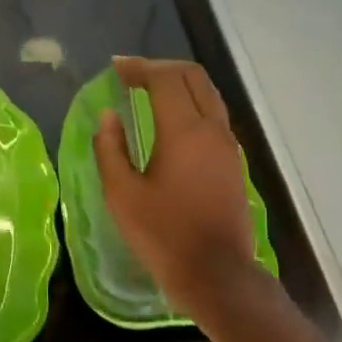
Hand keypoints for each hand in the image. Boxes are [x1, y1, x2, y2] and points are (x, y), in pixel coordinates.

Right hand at [93, 57, 259, 315]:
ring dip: (179, 84)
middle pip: (193, 77)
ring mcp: (228, 145)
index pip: (164, 78)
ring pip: (208, 94)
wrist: (216, 273)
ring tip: (149, 92)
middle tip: (132, 75)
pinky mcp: (233, 162)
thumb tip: (108, 116)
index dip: (139, 67)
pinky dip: (191, 103)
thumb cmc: (163, 235)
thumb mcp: (122, 194)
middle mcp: (212, 128)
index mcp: (184, 131)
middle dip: (162, 68)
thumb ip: (111, 149)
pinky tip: (170, 121)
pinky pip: (214, 115)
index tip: (116, 68)